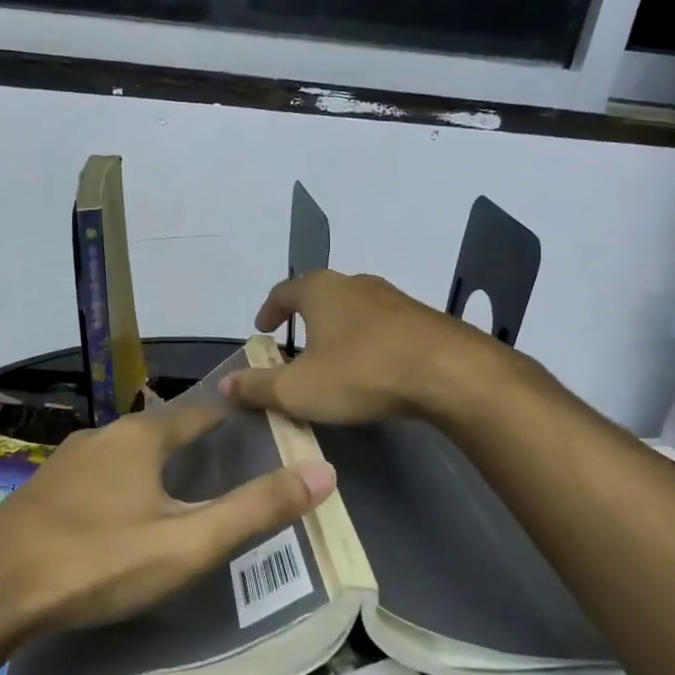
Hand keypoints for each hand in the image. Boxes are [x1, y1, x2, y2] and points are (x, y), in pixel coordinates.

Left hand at [0, 405, 334, 634]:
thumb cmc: (97, 561)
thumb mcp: (187, 543)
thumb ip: (254, 509)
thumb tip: (323, 471)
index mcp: (141, 436)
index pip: (201, 412)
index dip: (232, 419)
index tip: (257, 428)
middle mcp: (103, 435)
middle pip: (161, 430)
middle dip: (192, 445)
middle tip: (223, 471)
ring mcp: (66, 460)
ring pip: (125, 454)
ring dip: (153, 466)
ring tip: (175, 494)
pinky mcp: (42, 489)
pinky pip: (96, 476)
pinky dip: (119, 485)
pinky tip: (116, 517)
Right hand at [220, 270, 498, 423]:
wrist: (449, 373)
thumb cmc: (361, 373)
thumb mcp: (298, 390)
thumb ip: (258, 388)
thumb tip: (224, 385)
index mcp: (321, 290)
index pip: (284, 291)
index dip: (269, 310)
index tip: (261, 329)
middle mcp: (356, 284)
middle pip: (321, 296)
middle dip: (305, 319)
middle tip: (295, 345)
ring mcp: (393, 298)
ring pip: (354, 310)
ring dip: (339, 330)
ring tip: (333, 358)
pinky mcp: (422, 319)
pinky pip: (383, 327)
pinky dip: (368, 342)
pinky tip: (372, 368)